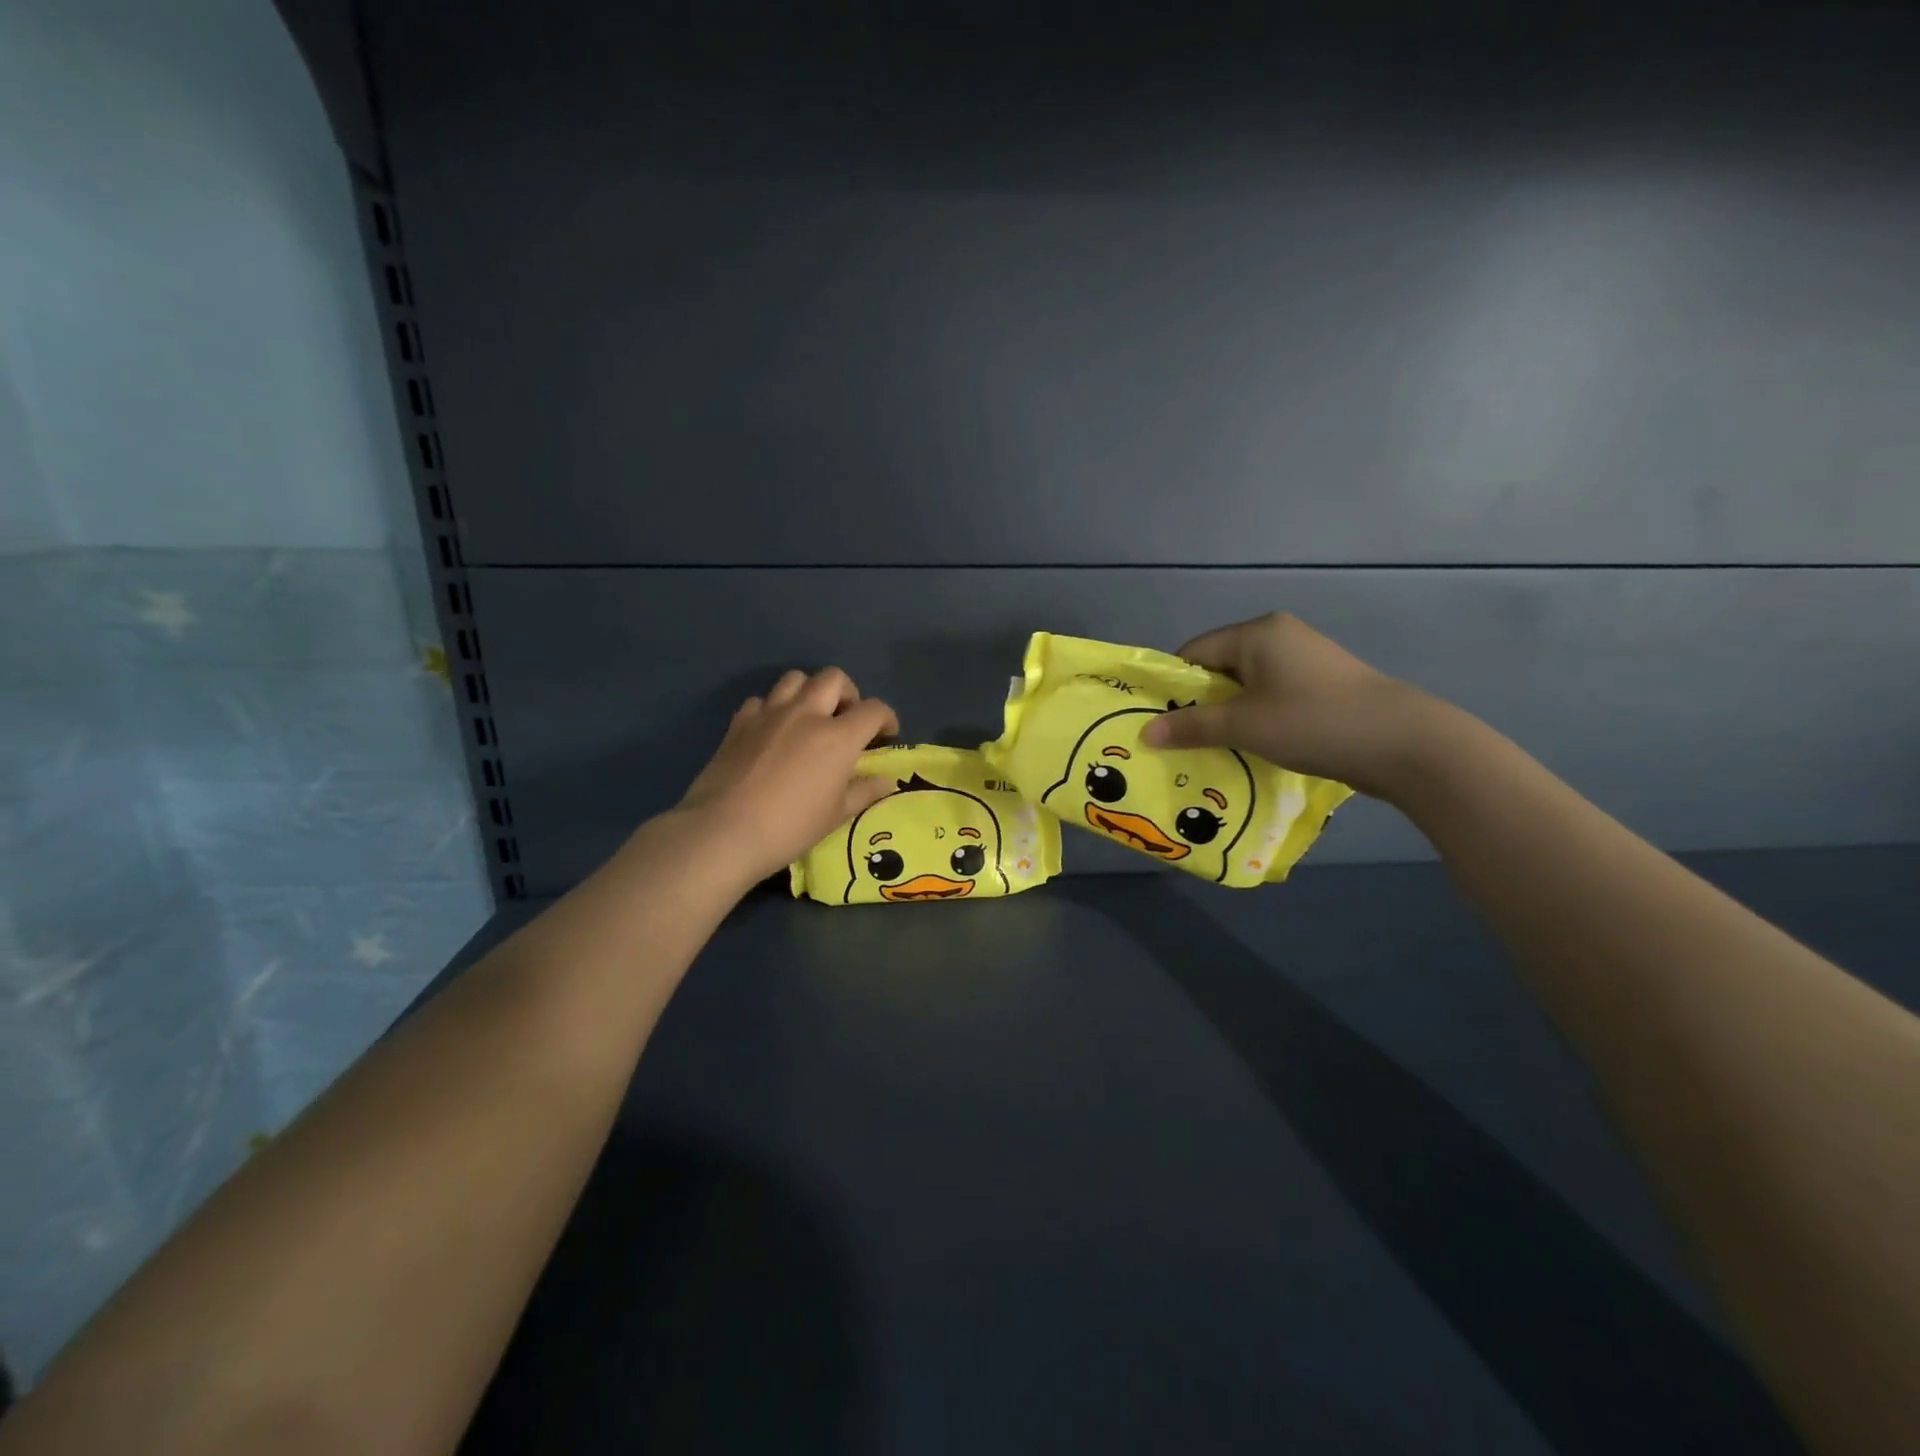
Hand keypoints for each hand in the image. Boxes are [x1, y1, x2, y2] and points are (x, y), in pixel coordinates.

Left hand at [675, 667, 899, 883]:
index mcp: (838, 737)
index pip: (874, 709)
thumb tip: (887, 781)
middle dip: (848, 693)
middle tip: (846, 719)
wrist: (724, 830)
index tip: (886, 734)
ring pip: (795, 678)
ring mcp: (770, 713)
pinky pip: (762, 700)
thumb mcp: (836, 815)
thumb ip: (864, 792)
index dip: (886, 718)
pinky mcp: (740, 722)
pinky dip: (773, 708)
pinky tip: (772, 731)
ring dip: (809, 691)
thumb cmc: (790, 827)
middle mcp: (807, 713)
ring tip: (809, 717)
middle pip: (834, 678)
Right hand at [1141, 612, 1452, 799]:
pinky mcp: (1322, 682)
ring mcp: (1304, 657)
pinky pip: (1272, 694)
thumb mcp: (1243, 726)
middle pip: (1219, 667)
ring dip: (1229, 714)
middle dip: (1201, 704)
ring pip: (1246, 684)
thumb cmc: (1312, 722)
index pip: (1193, 652)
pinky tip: (1255, 745)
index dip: (1173, 687)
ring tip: (1216, 748)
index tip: (1161, 722)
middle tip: (1184, 741)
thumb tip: (1145, 733)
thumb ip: (1192, 727)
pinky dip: (1257, 717)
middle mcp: (1279, 635)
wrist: (1403, 742)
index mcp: (1256, 632)